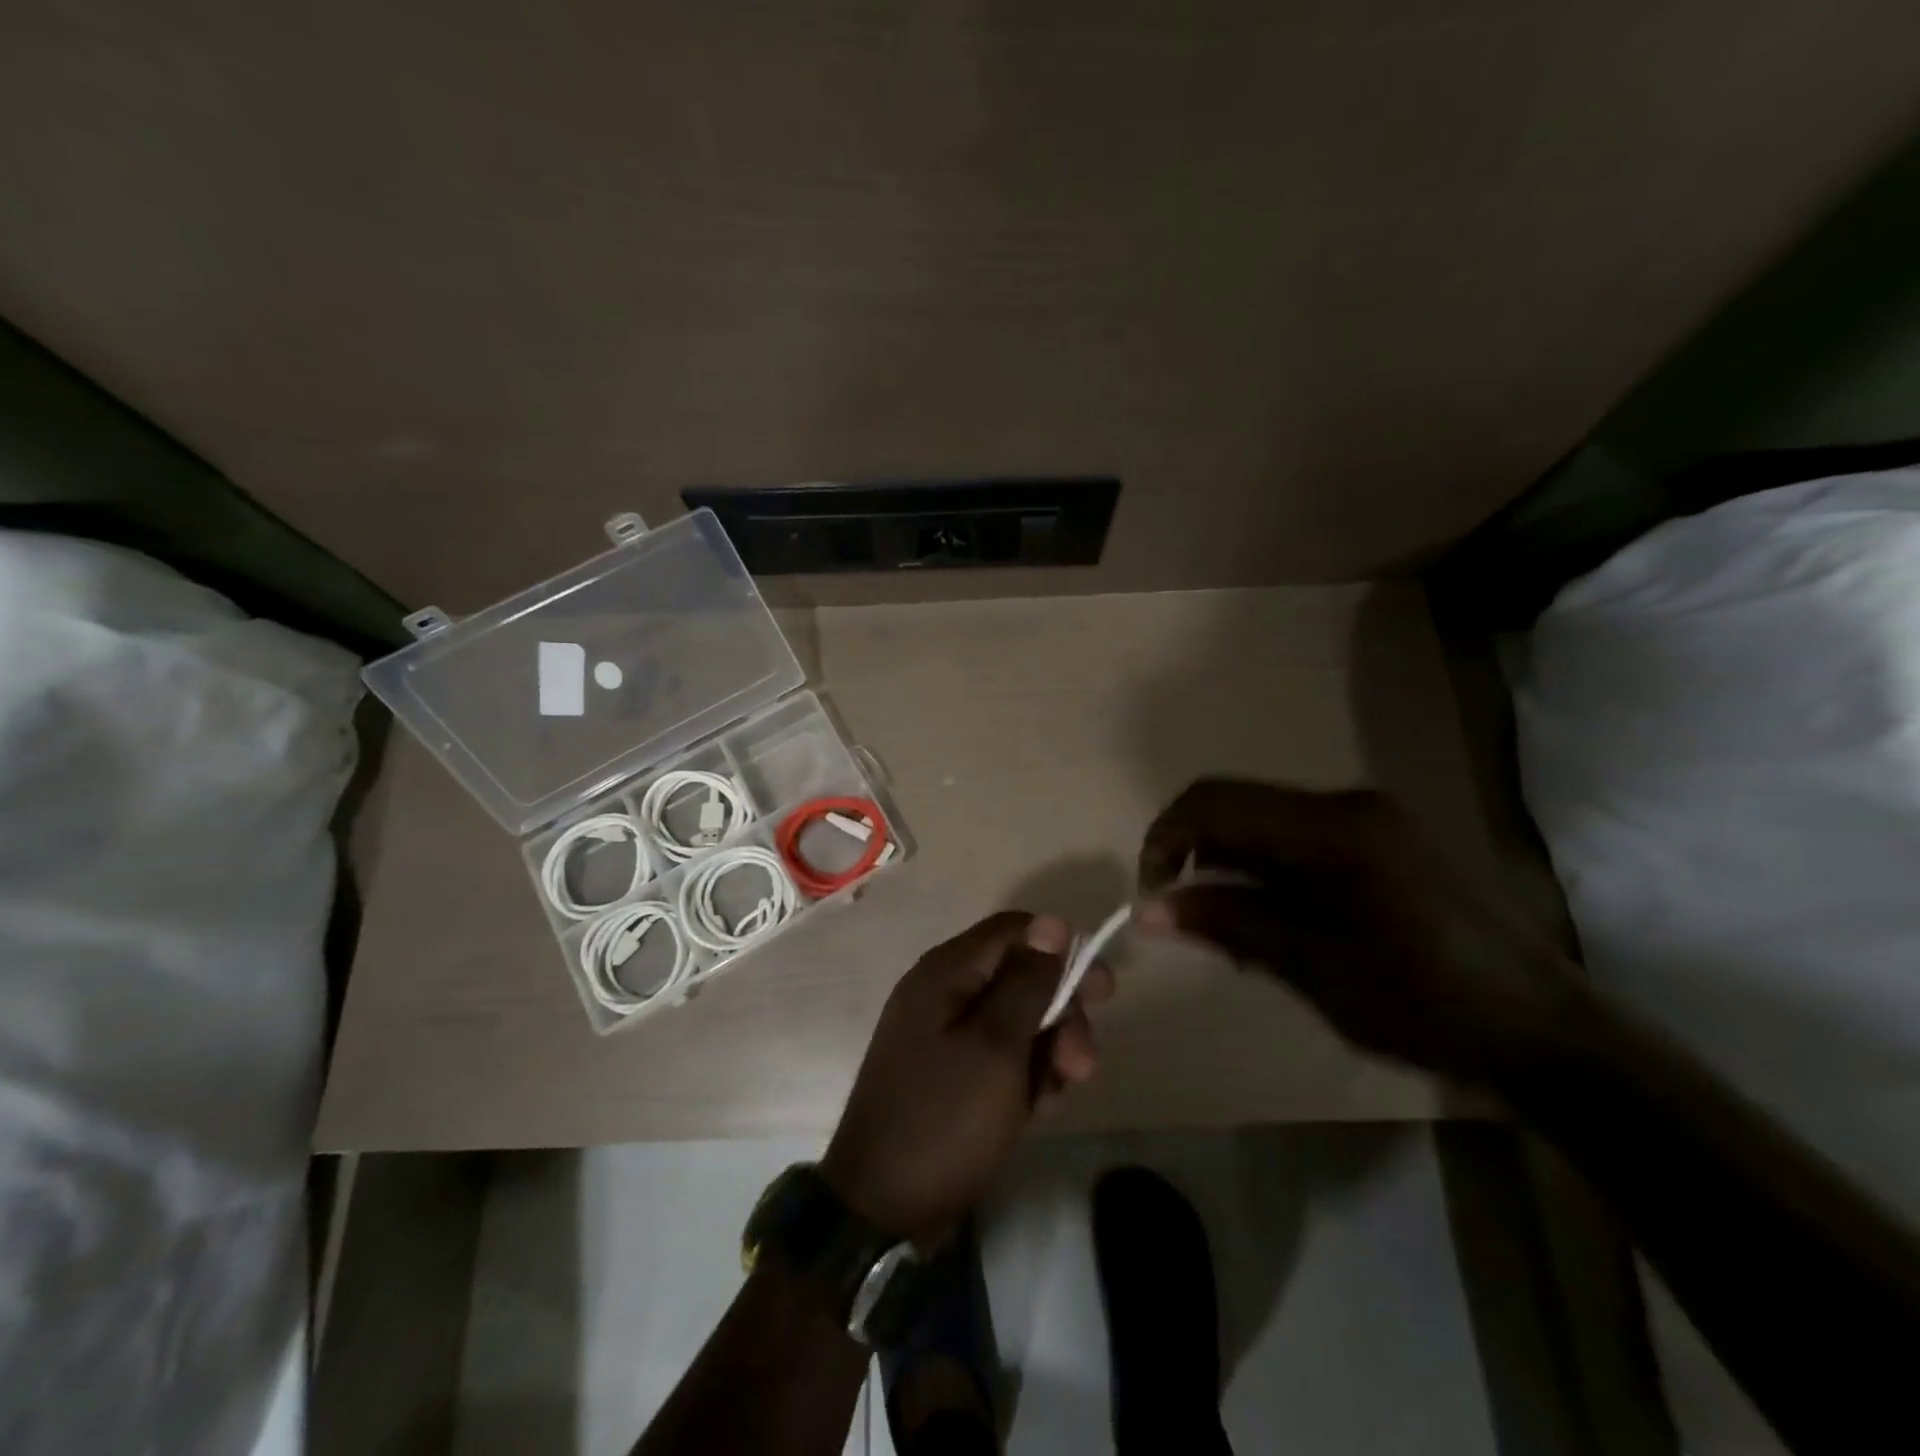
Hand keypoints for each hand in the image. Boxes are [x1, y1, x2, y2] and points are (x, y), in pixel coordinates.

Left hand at [821, 912, 1112, 1245]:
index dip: (1061, 950)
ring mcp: (943, 1035)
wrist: (883, 1209)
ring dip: (1047, 1054)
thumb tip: (1052, 923)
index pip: (1014, 930)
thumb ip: (1028, 983)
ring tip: (1055, 1096)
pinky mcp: (949, 1073)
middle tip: (1082, 1065)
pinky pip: (1000, 1057)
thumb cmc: (944, 1118)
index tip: (1101, 990)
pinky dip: (1023, 1078)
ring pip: (1017, 1022)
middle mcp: (943, 993)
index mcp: (946, 972)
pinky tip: (1035, 1112)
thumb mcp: (997, 1047)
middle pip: (1020, 978)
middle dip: (1060, 1017)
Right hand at [1137, 779, 1579, 1084]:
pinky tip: (1273, 920)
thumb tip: (1149, 910)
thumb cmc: (1424, 1004)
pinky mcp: (1381, 839)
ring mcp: (1369, 818)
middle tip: (1187, 918)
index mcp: (1333, 827)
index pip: (1217, 802)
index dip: (1167, 837)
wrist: (1543, 1032)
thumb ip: (1228, 924)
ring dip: (1231, 865)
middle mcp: (1348, 803)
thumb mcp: (1313, 968)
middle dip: (1196, 854)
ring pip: (1265, 822)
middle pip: (1239, 806)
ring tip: (1231, 931)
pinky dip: (1267, 871)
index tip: (1151, 892)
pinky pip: (1298, 838)